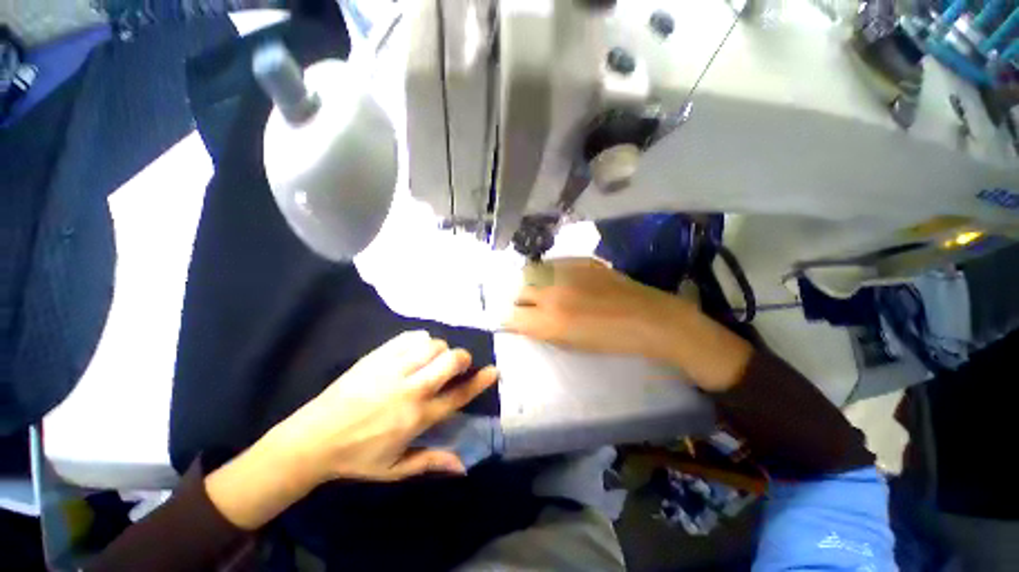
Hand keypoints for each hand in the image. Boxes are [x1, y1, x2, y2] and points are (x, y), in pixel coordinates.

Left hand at [275, 330, 497, 481]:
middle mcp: (411, 389)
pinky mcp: (378, 356)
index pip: (458, 395)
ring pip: (433, 344)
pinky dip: (421, 340)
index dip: (480, 381)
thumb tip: (463, 466)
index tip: (494, 370)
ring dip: (440, 350)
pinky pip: (411, 337)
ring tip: (432, 360)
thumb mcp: (395, 469)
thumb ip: (431, 463)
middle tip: (457, 366)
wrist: (312, 438)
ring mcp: (393, 369)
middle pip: (450, 361)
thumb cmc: (356, 457)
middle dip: (462, 359)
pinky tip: (416, 350)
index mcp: (417, 417)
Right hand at [503, 258, 683, 359]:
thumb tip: (524, 322)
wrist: (648, 318)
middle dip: (519, 300)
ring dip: (532, 283)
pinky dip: (549, 273)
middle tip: (529, 306)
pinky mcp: (580, 260)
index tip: (513, 320)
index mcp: (549, 321)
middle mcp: (552, 293)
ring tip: (542, 290)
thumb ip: (543, 330)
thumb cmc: (610, 340)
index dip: (509, 319)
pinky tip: (560, 280)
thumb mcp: (571, 344)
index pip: (511, 315)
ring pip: (532, 272)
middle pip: (518, 290)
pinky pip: (552, 264)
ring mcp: (565, 272)